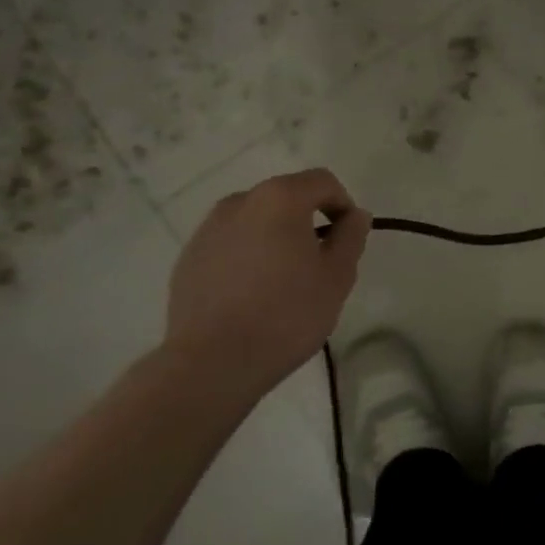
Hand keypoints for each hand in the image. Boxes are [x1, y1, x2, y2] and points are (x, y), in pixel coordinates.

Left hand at [165, 168, 371, 397]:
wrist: (212, 363)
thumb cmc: (286, 314)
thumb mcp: (337, 276)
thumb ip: (351, 236)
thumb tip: (355, 215)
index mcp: (280, 198)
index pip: (322, 181)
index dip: (343, 204)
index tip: (348, 239)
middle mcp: (240, 202)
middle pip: (286, 197)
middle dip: (306, 221)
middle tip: (318, 263)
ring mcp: (208, 229)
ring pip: (255, 221)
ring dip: (274, 237)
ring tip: (282, 281)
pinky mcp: (188, 258)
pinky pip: (229, 245)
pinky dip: (246, 257)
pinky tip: (251, 295)